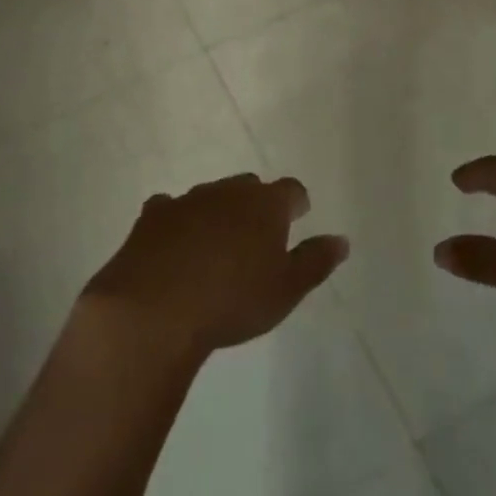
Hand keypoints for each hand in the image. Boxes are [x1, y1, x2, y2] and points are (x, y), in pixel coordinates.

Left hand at [82, 174, 348, 360]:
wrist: (157, 308)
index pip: (291, 190)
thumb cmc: (233, 301)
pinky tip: (174, 245)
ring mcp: (188, 199)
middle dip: (256, 205)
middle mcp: (228, 191)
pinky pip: (171, 209)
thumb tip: (341, 240)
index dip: (296, 204)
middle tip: (257, 236)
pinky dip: (177, 222)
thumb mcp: (286, 290)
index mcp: (265, 204)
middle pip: (249, 187)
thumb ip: (315, 261)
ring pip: (211, 196)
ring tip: (216, 246)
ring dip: (217, 213)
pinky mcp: (154, 215)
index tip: (298, 217)